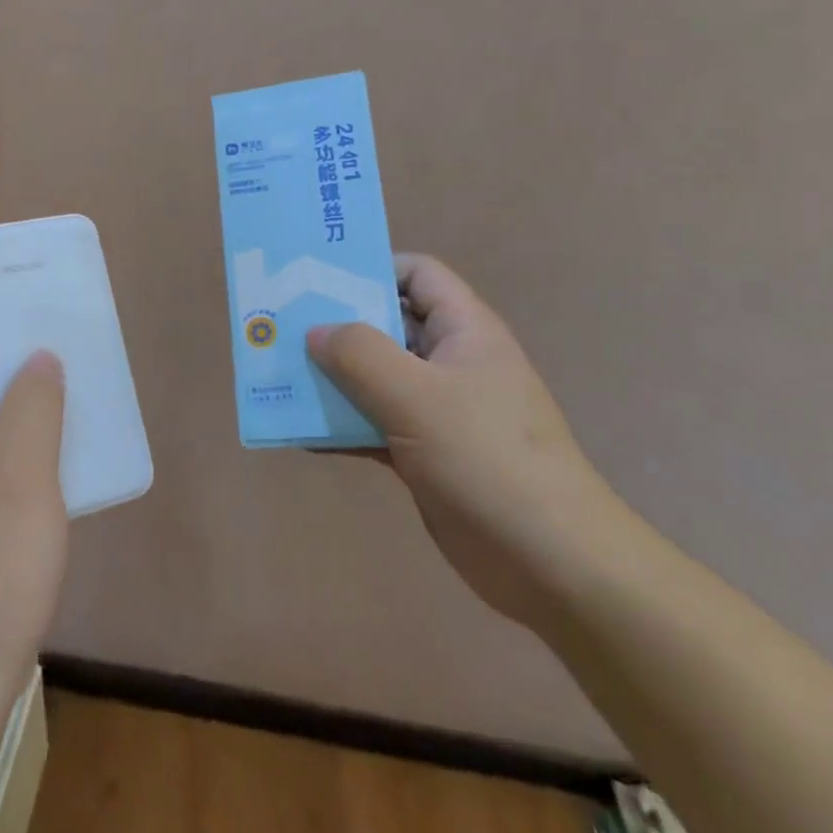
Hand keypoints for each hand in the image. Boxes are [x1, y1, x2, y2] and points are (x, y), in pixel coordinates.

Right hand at [308, 254, 628, 627]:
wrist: (552, 564)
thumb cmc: (487, 460)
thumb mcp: (417, 396)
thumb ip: (360, 354)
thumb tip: (316, 331)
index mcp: (463, 330)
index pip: (417, 274)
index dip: (371, 268)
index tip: (317, 281)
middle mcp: (451, 362)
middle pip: (387, 325)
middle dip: (336, 325)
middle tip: (280, 326)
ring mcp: (440, 410)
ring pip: (376, 378)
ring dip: (332, 379)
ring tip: (280, 376)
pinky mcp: (427, 454)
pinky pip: (375, 425)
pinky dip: (343, 426)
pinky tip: (302, 434)